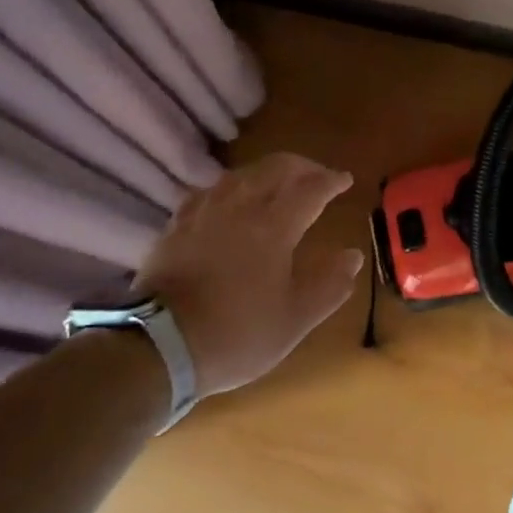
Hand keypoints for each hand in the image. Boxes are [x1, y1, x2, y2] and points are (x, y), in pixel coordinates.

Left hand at [134, 152, 364, 398]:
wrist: (160, 345)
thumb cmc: (237, 334)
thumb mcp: (295, 320)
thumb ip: (329, 285)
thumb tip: (353, 256)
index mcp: (274, 226)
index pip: (311, 189)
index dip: (331, 180)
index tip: (346, 179)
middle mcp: (241, 206)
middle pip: (276, 168)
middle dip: (303, 166)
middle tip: (318, 176)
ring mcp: (205, 211)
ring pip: (242, 173)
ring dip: (268, 171)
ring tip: (279, 183)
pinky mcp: (178, 223)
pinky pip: (210, 190)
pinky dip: (232, 186)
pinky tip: (231, 199)